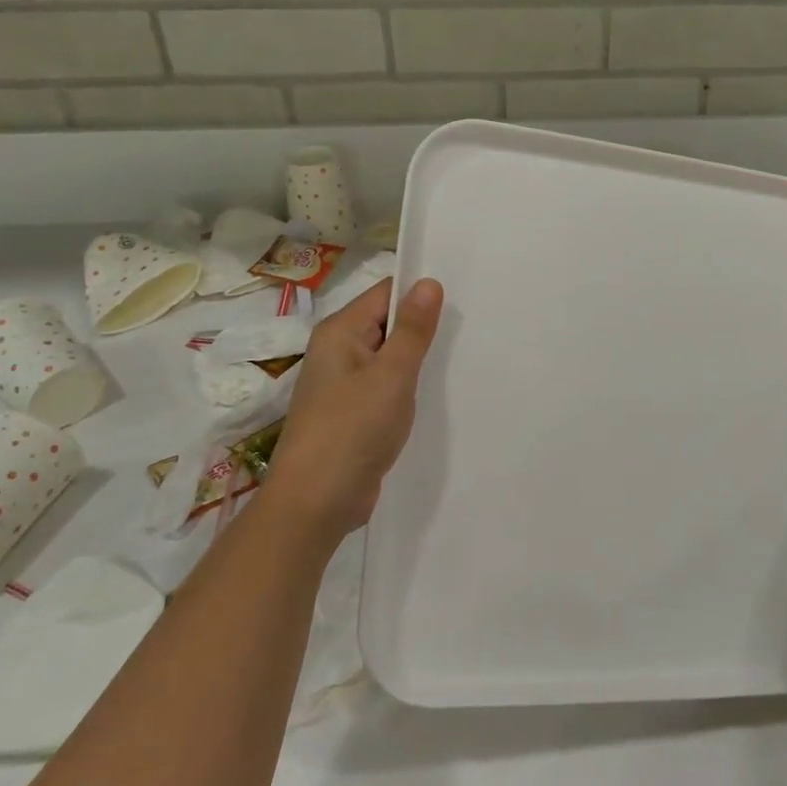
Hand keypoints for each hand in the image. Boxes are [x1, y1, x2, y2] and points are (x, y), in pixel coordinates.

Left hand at [268, 276, 443, 541]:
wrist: (315, 503)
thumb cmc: (352, 430)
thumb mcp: (391, 375)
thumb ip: (413, 330)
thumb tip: (428, 282)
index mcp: (340, 332)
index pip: (385, 294)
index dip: (421, 292)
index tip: (462, 296)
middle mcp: (338, 352)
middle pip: (388, 323)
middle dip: (424, 326)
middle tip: (471, 326)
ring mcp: (345, 384)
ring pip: (389, 357)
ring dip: (418, 359)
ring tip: (462, 355)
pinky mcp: (354, 413)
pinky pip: (386, 386)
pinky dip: (408, 386)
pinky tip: (436, 393)